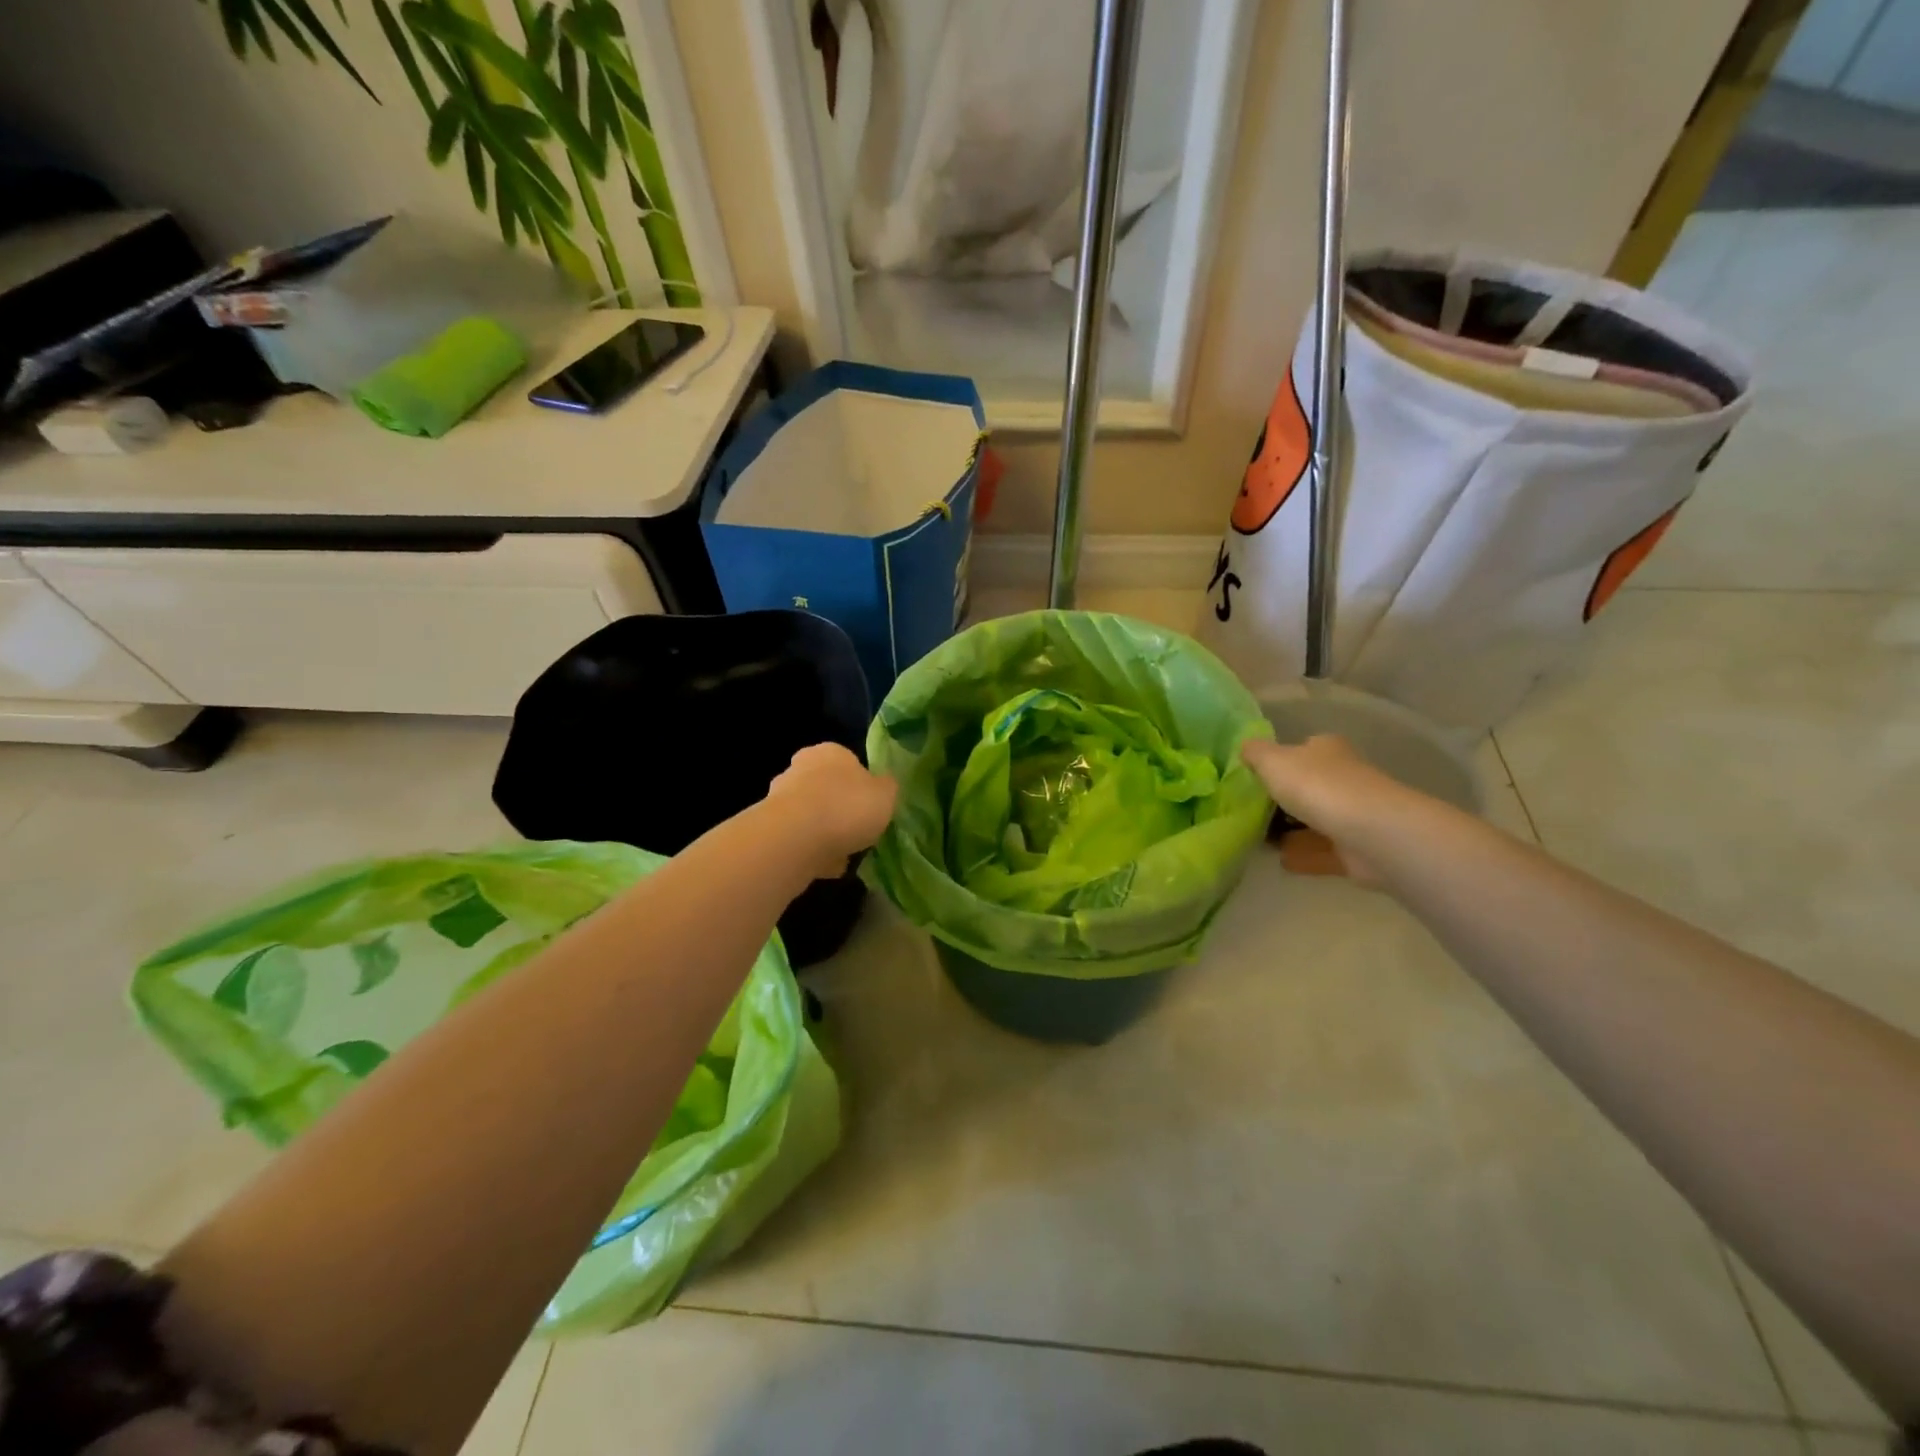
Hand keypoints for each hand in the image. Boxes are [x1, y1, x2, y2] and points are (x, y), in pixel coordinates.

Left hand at [763, 743, 898, 879]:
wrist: (796, 839)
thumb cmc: (848, 807)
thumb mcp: (886, 795)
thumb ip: (887, 788)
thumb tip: (883, 786)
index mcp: (831, 752)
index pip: (849, 762)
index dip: (862, 785)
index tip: (871, 807)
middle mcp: (801, 767)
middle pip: (826, 787)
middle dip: (839, 808)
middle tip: (858, 831)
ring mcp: (780, 796)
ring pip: (811, 814)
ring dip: (824, 832)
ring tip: (844, 855)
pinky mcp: (769, 827)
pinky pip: (799, 839)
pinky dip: (812, 851)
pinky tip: (826, 866)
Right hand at [1241, 735, 1410, 886]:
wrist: (1368, 833)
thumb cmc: (1316, 786)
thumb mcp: (1272, 761)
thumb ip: (1255, 753)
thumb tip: (1245, 747)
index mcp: (1326, 750)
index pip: (1302, 750)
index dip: (1279, 762)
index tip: (1255, 778)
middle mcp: (1344, 777)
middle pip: (1308, 786)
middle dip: (1283, 800)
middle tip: (1251, 812)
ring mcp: (1353, 814)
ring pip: (1315, 820)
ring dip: (1293, 831)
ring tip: (1259, 840)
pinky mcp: (1357, 848)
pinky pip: (1322, 851)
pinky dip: (1304, 855)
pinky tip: (1282, 861)